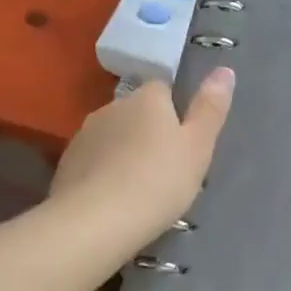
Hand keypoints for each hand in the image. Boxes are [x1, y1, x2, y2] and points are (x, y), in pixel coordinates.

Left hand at [49, 69, 234, 242]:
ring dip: (124, 152)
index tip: (183, 139)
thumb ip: (210, 108)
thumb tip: (225, 69)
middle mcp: (112, 107)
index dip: (174, 110)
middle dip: (147, 132)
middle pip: (135, 112)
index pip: (162, 88)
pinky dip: (103, 172)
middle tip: (166, 167)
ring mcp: (84, 134)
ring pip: (112, 136)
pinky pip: (93, 161)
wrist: (97, 221)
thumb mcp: (198, 147)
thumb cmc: (159, 180)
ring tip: (139, 186)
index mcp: (147, 98)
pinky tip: (113, 198)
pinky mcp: (66, 163)